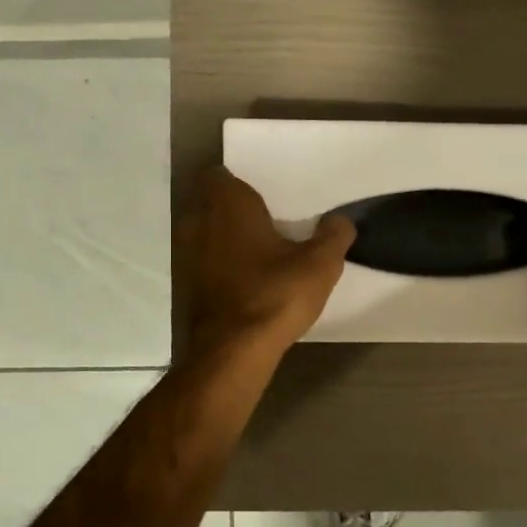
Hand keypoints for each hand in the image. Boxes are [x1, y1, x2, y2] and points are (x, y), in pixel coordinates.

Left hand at [181, 168, 354, 359]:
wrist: (233, 351)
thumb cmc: (275, 294)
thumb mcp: (320, 264)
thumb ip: (334, 235)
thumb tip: (340, 221)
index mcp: (227, 203)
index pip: (222, 175)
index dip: (243, 182)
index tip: (270, 196)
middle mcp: (197, 220)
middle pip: (211, 201)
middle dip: (235, 207)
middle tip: (270, 218)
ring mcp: (186, 253)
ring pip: (205, 231)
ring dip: (226, 235)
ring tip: (261, 248)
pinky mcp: (185, 283)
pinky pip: (204, 259)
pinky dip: (221, 262)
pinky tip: (248, 277)